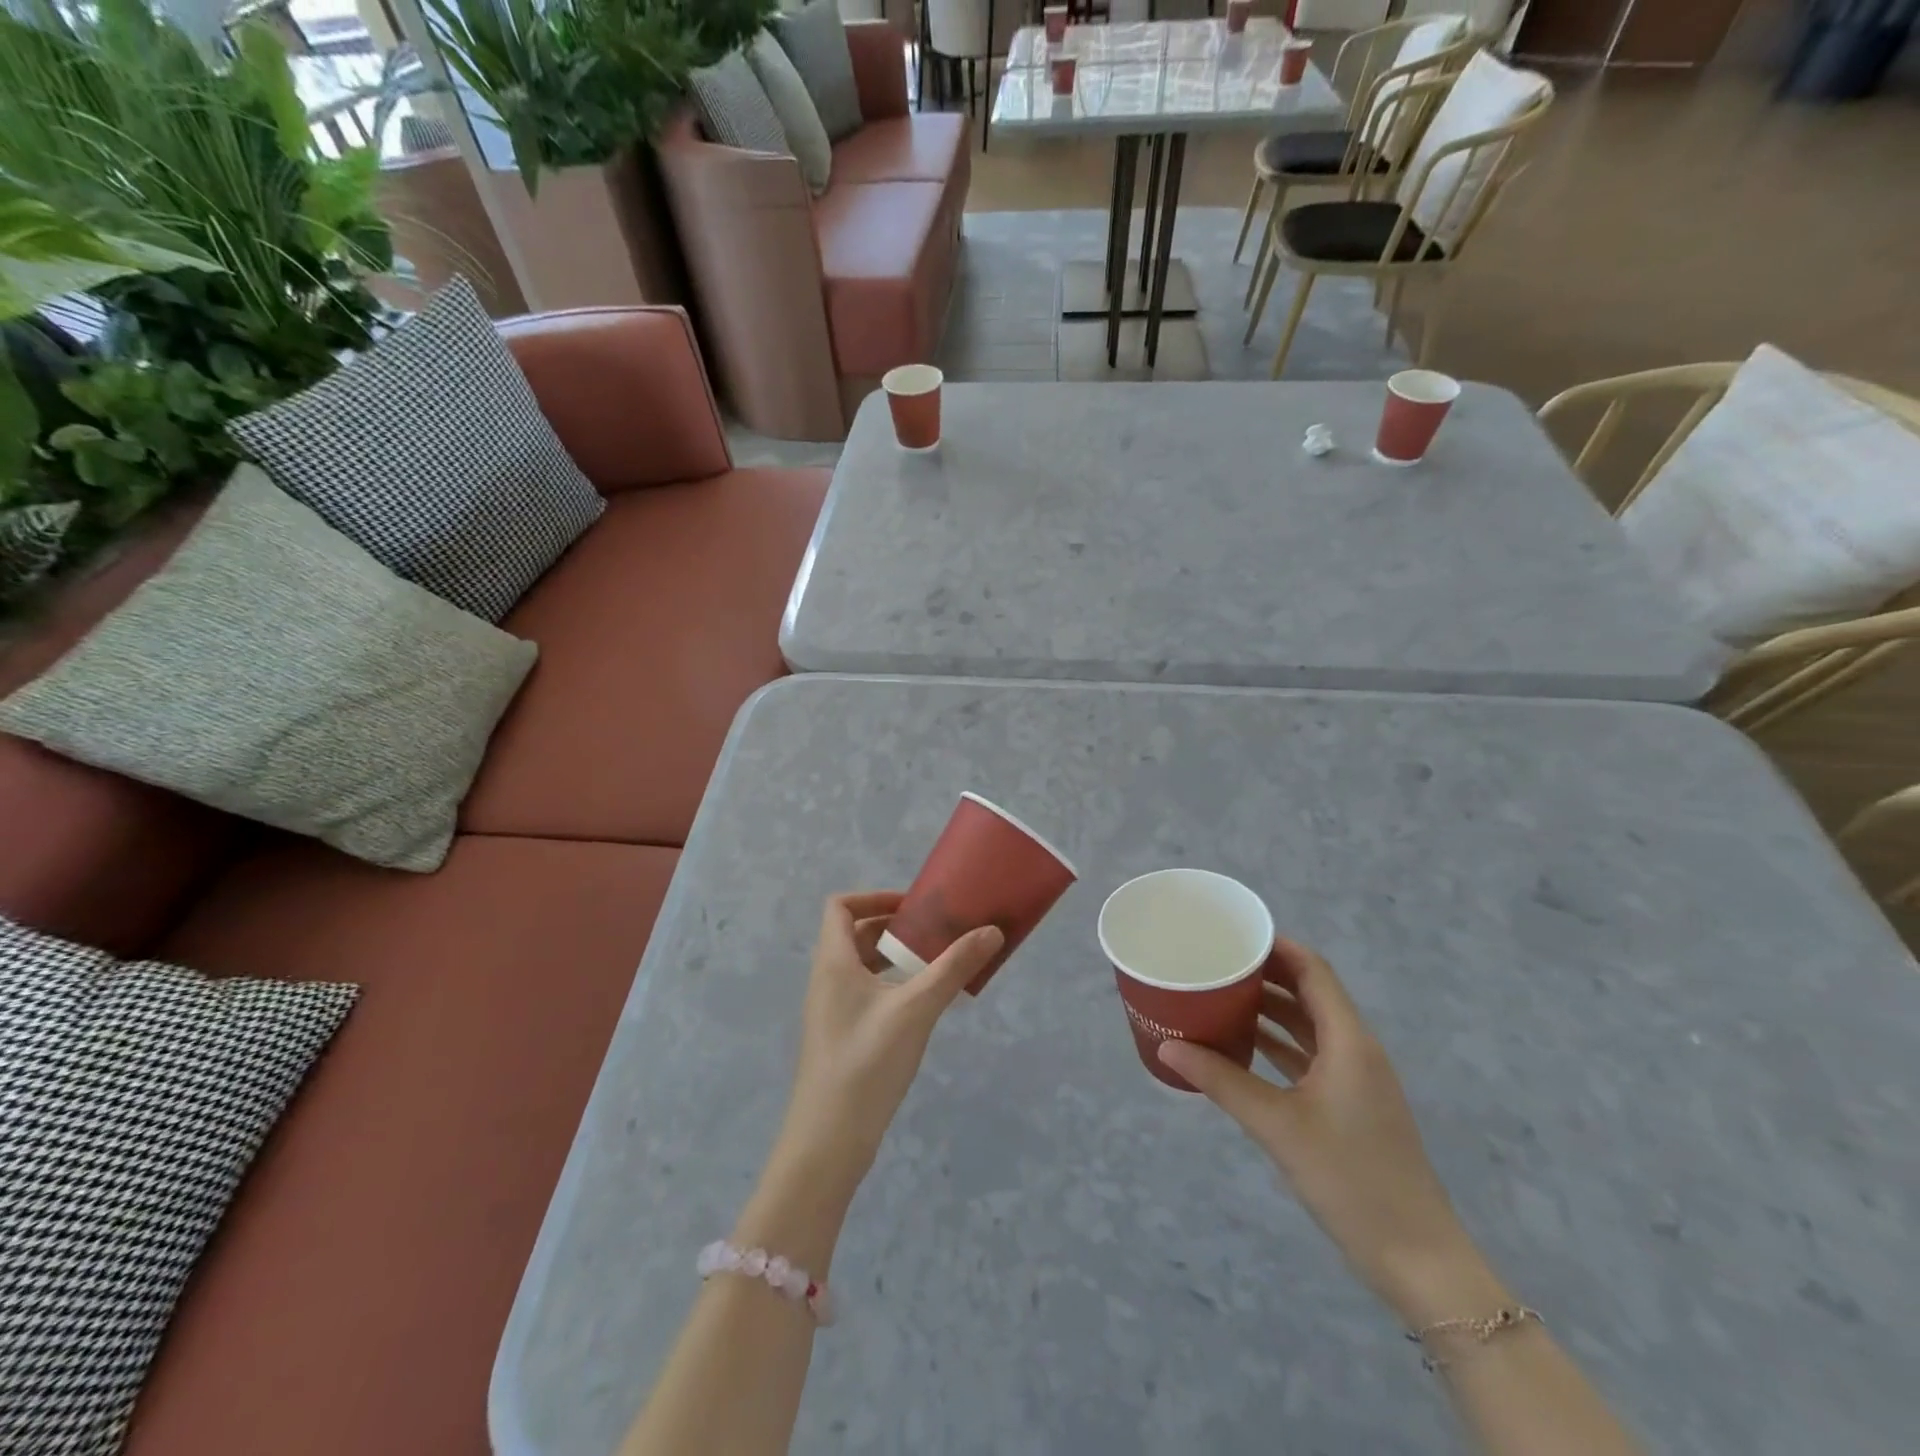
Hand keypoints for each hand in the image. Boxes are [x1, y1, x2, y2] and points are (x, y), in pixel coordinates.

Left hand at [775, 891, 1003, 1199]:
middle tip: (934, 931)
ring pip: (861, 966)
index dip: (874, 896)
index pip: (840, 906)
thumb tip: (992, 931)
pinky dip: (892, 985)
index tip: (913, 906)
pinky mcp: (841, 1036)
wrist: (829, 1141)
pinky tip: (923, 1005)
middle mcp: (827, 980)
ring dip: (895, 957)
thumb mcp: (916, 1009)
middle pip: (854, 934)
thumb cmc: (867, 1062)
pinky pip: (865, 993)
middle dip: (894, 927)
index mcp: (834, 963)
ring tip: (935, 964)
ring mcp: (831, 1011)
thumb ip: (953, 967)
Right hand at [1159, 940, 1503, 1325]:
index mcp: (1349, 1041)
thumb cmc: (1350, 1179)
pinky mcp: (1350, 1105)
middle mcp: (1355, 1049)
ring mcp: (1355, 1079)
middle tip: (1215, 962)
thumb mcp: (1278, 1125)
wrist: (1417, 1260)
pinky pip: (1308, 1055)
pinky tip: (1241, 1045)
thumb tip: (1168, 1047)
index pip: (1313, 971)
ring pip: (1308, 1025)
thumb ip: (1221, 1081)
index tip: (1232, 934)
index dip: (1276, 946)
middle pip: (1310, 993)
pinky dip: (1277, 1043)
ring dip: (1269, 1009)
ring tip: (1219, 995)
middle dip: (1265, 974)